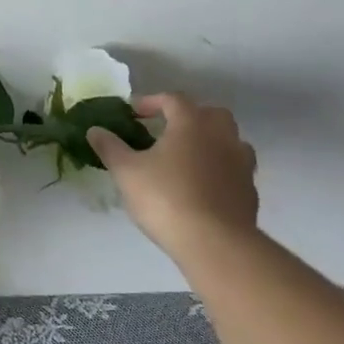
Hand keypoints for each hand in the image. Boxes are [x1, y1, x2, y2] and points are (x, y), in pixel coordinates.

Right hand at [87, 93, 259, 256]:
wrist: (215, 243)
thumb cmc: (166, 198)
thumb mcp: (126, 171)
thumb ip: (110, 147)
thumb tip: (94, 130)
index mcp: (191, 123)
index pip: (173, 99)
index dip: (151, 102)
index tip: (133, 113)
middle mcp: (221, 136)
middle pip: (210, 114)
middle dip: (188, 116)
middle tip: (166, 130)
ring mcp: (241, 163)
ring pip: (229, 140)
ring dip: (209, 142)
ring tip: (186, 158)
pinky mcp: (249, 191)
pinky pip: (234, 169)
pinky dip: (219, 169)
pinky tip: (202, 186)